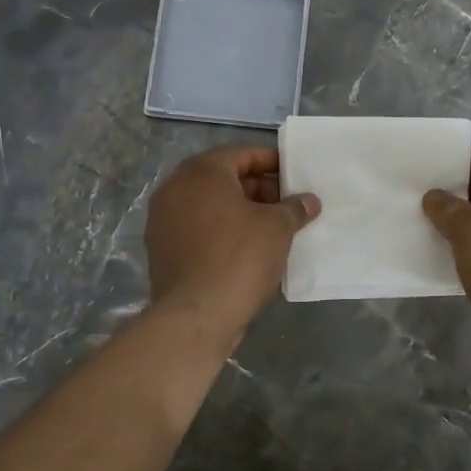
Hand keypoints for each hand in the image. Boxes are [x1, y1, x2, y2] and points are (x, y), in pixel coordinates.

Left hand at [144, 145, 319, 339]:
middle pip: (224, 178)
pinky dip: (221, 231)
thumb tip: (309, 201)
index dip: (272, 163)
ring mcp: (163, 219)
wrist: (195, 316)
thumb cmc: (239, 258)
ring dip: (240, 211)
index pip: (242, 154)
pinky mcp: (161, 249)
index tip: (295, 177)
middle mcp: (176, 188)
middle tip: (287, 206)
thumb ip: (294, 208)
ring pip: (210, 205)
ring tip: (272, 228)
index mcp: (202, 172)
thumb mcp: (277, 228)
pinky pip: (198, 228)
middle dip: (258, 189)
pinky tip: (247, 249)